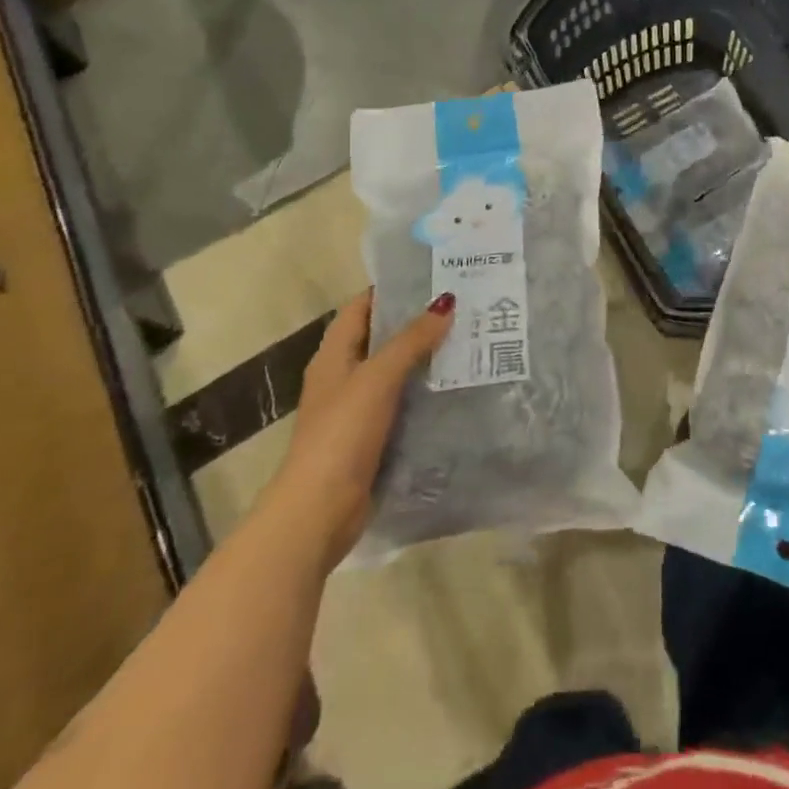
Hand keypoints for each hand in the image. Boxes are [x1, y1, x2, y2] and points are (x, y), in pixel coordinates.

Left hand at [268, 289, 452, 568]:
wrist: (319, 511)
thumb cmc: (342, 433)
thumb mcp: (378, 378)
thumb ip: (411, 340)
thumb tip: (446, 301)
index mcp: (334, 355)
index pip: (362, 306)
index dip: (392, 289)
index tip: (433, 277)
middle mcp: (343, 377)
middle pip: (382, 338)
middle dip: (417, 323)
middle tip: (463, 307)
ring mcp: (357, 410)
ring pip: (396, 373)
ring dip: (425, 359)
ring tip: (469, 340)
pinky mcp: (372, 439)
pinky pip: (403, 405)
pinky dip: (425, 394)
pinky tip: (457, 389)